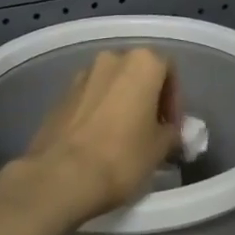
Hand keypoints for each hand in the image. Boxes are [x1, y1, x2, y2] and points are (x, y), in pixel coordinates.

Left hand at [13, 48, 180, 225]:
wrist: (60, 176)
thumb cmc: (122, 157)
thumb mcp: (160, 148)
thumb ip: (171, 132)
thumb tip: (168, 131)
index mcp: (142, 62)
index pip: (169, 70)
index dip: (175, 100)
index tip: (172, 127)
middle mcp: (112, 58)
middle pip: (138, 73)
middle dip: (147, 98)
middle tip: (151, 130)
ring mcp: (82, 75)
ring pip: (112, 84)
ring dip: (122, 103)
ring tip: (124, 137)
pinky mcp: (61, 95)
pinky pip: (90, 97)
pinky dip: (100, 111)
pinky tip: (100, 141)